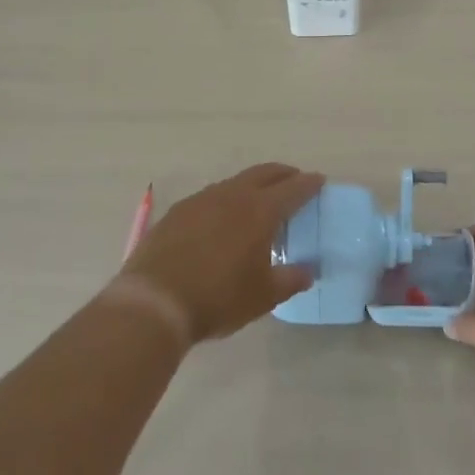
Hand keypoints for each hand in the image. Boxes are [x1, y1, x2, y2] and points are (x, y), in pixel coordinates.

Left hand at [113, 163, 321, 343]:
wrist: (154, 301)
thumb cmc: (218, 298)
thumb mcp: (263, 296)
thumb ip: (291, 279)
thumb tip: (308, 271)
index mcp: (260, 211)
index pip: (292, 189)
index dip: (309, 184)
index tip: (319, 181)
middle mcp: (232, 196)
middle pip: (264, 173)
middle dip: (283, 174)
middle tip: (294, 180)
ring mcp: (201, 200)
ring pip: (235, 182)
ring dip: (253, 185)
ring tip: (259, 200)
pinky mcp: (178, 211)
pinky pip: (211, 196)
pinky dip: (226, 199)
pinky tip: (223, 217)